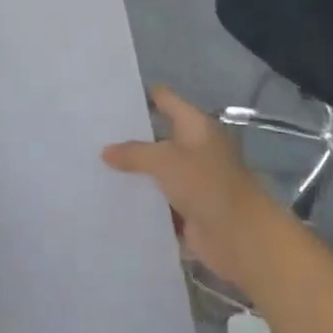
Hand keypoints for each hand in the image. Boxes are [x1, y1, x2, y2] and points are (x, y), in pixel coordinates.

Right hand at [102, 86, 281, 287]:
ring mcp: (192, 181)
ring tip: (93, 165)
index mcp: (196, 127)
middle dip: (129, 137)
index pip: (165, 100)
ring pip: (155, 171)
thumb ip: (134, 153)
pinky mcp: (187, 209)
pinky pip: (157, 200)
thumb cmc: (206, 185)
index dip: (141, 95)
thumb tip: (105, 152)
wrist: (240, 237)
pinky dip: (140, 201)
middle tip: (92, 132)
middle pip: (158, 137)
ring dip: (132, 172)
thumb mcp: (165, 161)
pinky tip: (110, 197)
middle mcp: (195, 149)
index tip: (109, 96)